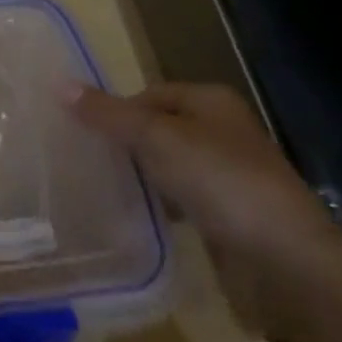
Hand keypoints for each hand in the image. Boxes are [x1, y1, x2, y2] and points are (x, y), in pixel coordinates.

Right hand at [68, 82, 341, 337]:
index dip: (113, 110)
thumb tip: (59, 84)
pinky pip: (177, 197)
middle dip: (120, 142)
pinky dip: (155, 203)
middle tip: (78, 159)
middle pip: (155, 128)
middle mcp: (219, 131)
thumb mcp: (155, 138)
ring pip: (164, 164)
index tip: (78, 132)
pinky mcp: (223, 212)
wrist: (282, 257)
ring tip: (94, 186)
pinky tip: (131, 214)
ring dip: (136, 174)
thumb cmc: (219, 181)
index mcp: (210, 102)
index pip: (147, 94)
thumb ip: (108, 114)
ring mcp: (224, 174)